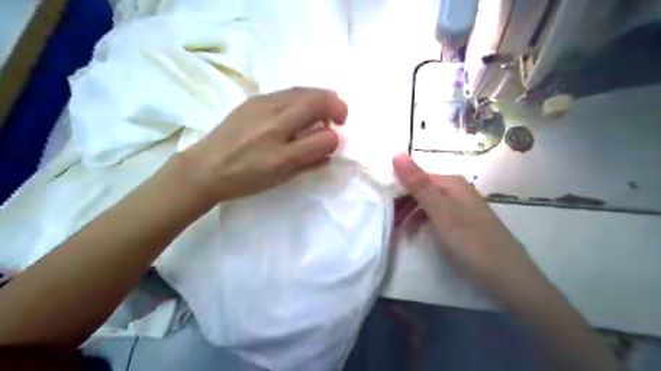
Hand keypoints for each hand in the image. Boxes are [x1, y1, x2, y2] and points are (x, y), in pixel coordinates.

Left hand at [178, 87, 347, 203]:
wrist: (204, 169)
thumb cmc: (246, 177)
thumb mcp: (282, 173)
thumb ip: (311, 157)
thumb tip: (332, 142)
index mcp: (281, 130)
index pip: (320, 110)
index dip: (338, 114)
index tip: (341, 127)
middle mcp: (273, 110)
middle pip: (311, 95)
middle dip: (331, 102)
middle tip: (338, 117)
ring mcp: (261, 102)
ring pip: (298, 91)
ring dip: (317, 98)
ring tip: (323, 112)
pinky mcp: (251, 102)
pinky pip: (285, 93)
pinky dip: (301, 98)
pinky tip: (300, 110)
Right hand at [392, 153, 535, 284]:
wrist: (508, 277)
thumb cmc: (471, 242)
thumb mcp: (441, 212)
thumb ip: (419, 184)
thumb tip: (397, 154)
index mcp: (451, 183)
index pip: (415, 176)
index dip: (397, 189)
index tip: (381, 205)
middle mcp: (456, 189)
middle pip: (421, 189)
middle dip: (402, 203)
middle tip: (387, 221)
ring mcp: (460, 205)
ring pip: (426, 203)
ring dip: (409, 214)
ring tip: (397, 230)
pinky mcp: (462, 221)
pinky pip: (435, 215)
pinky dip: (422, 222)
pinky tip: (415, 233)